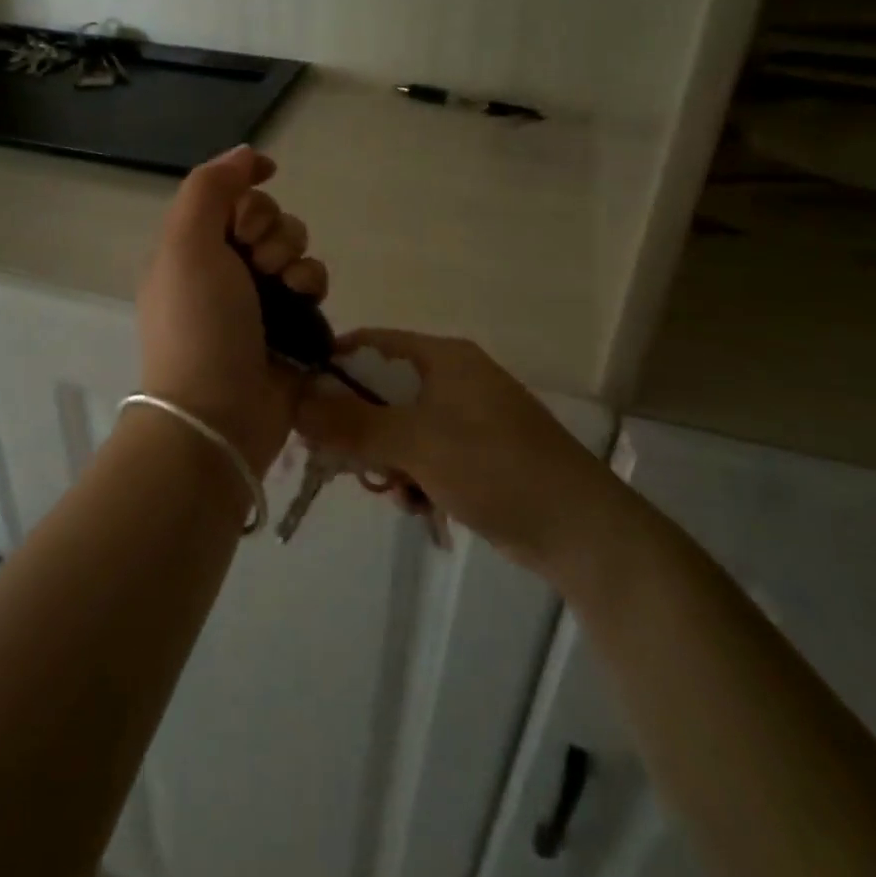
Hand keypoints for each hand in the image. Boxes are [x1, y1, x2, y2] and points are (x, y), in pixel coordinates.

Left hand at [137, 146, 327, 472]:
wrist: (218, 414)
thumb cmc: (197, 324)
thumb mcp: (186, 243)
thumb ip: (210, 187)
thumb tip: (247, 154)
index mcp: (191, 247)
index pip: (232, 197)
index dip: (247, 200)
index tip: (247, 221)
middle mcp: (223, 268)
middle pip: (268, 218)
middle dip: (273, 232)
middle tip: (258, 263)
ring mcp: (258, 298)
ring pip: (295, 247)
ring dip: (295, 257)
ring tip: (284, 287)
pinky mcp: (291, 325)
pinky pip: (313, 282)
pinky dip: (312, 285)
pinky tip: (304, 302)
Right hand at [296, 330, 601, 570]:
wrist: (580, 530)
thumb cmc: (496, 469)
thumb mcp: (417, 444)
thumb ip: (353, 424)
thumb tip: (295, 404)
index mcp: (442, 358)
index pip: (370, 345)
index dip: (332, 370)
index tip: (303, 407)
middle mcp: (452, 379)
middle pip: (380, 391)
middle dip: (357, 427)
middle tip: (339, 461)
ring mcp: (465, 418)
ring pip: (397, 428)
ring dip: (384, 458)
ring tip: (391, 490)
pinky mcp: (473, 454)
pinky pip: (422, 454)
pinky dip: (412, 476)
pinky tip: (417, 504)